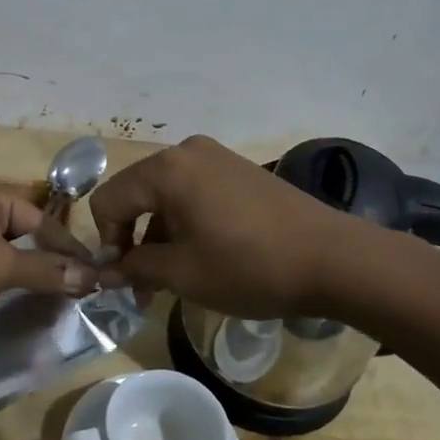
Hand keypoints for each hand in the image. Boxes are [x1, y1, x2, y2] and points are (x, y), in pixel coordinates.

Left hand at [0, 173, 97, 331]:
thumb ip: (46, 270)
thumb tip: (91, 276)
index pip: (43, 220)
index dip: (70, 251)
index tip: (96, 278)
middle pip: (24, 230)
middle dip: (48, 260)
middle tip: (76, 290)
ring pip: (4, 246)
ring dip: (25, 270)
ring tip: (51, 296)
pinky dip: (0, 274)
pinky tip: (13, 295)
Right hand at [90, 135, 355, 318]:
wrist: (335, 259)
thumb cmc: (249, 266)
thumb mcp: (183, 274)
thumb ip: (135, 268)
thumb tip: (104, 273)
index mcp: (165, 170)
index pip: (108, 201)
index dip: (107, 243)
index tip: (124, 279)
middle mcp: (185, 153)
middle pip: (135, 194)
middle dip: (133, 241)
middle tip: (144, 286)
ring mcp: (215, 158)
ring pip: (164, 196)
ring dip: (159, 236)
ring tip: (174, 278)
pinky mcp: (238, 171)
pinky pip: (192, 193)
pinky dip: (185, 223)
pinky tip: (203, 256)